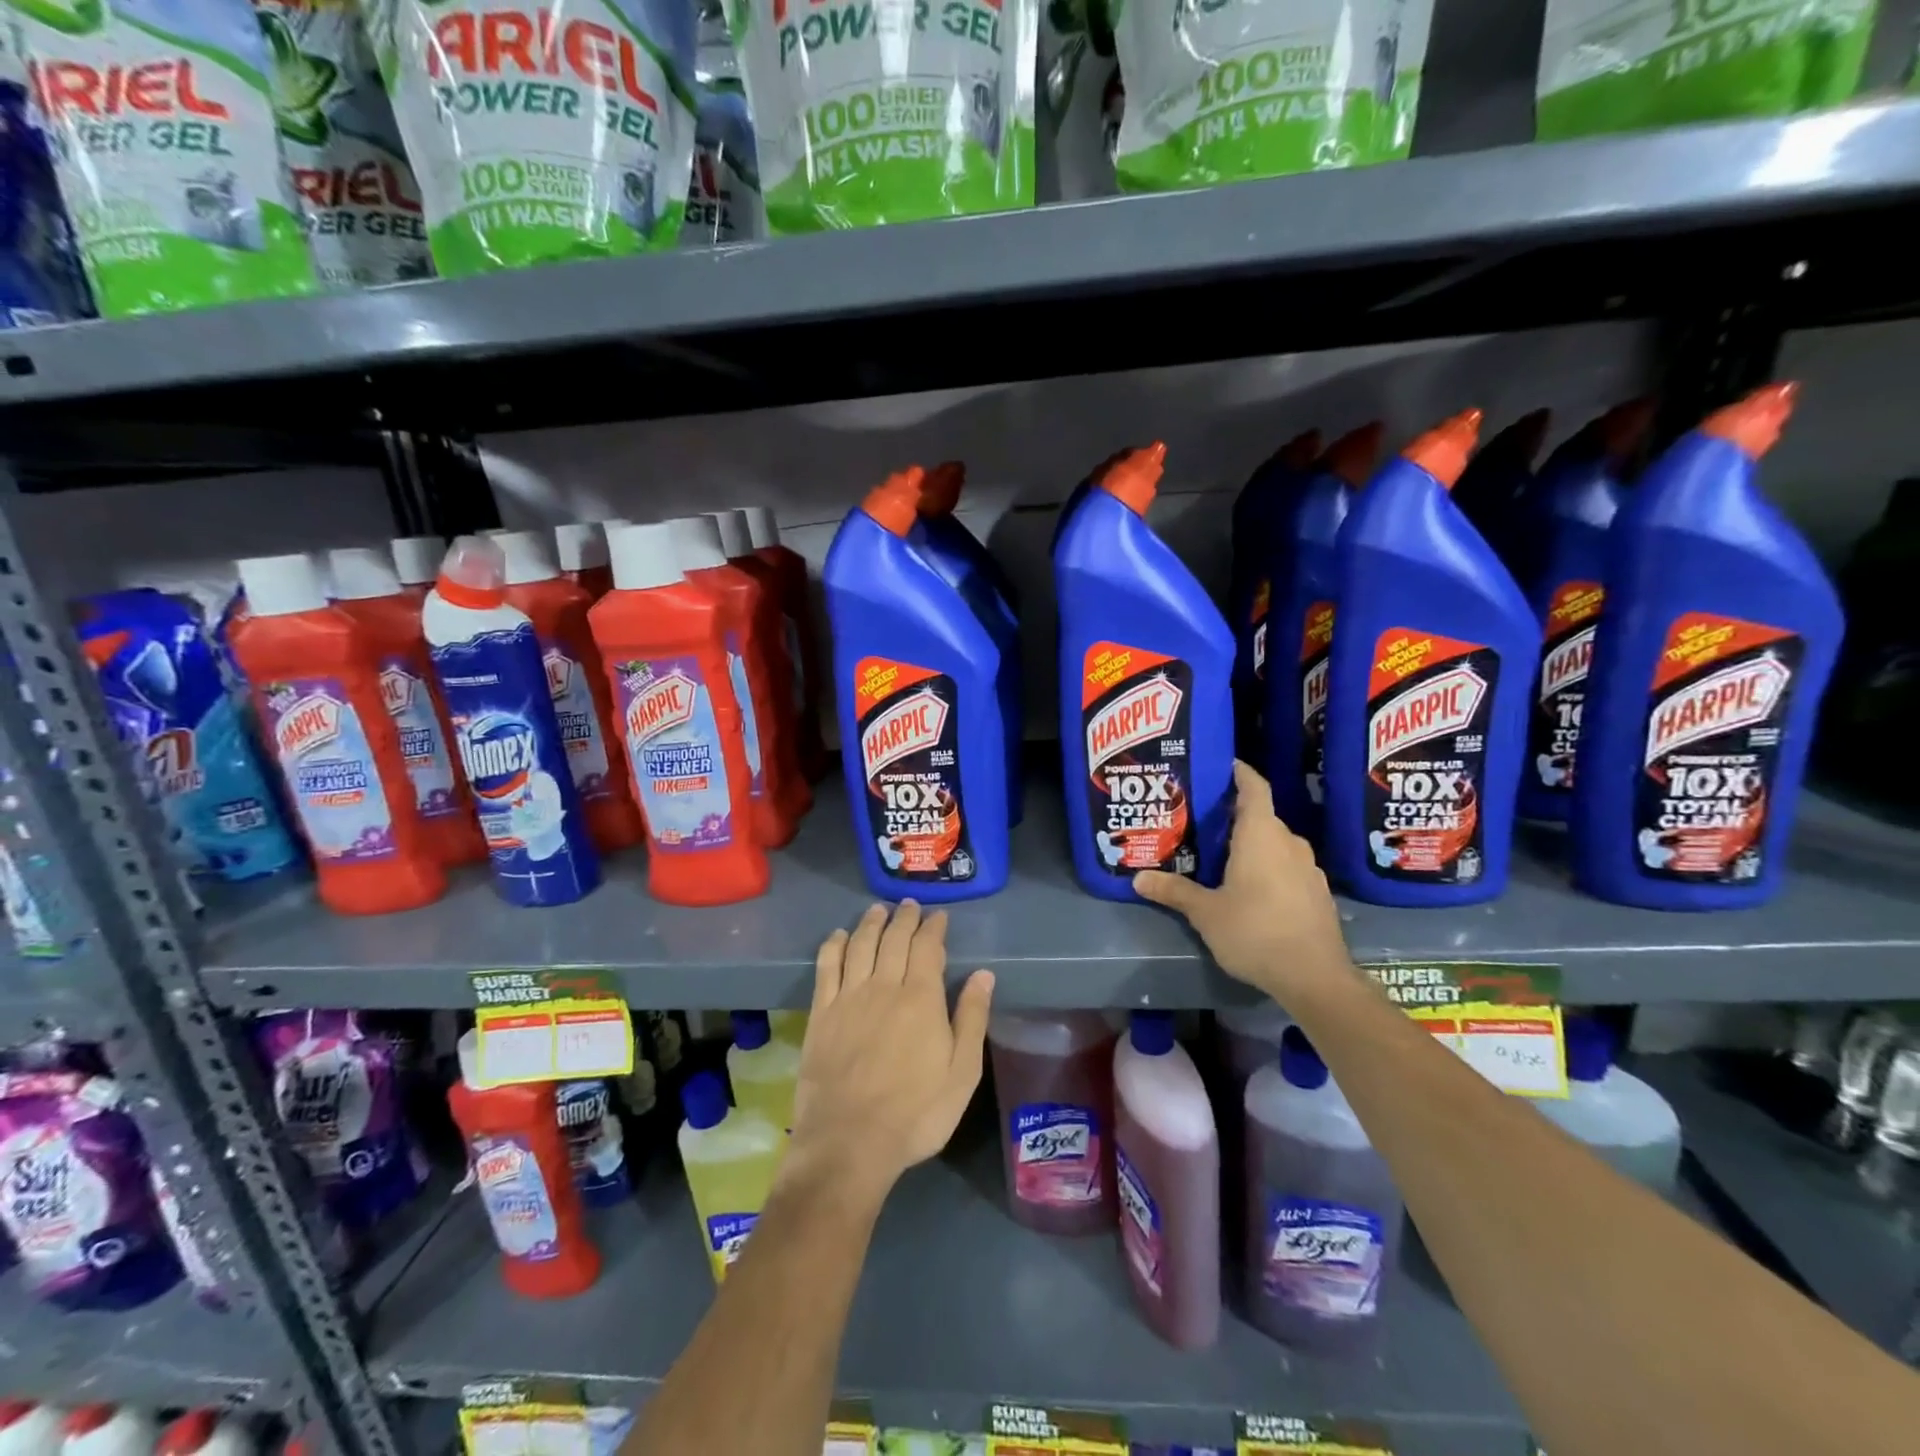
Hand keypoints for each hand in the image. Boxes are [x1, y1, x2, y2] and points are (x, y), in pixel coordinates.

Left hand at [786, 901, 993, 1199]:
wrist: (849, 1142)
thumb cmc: (916, 1113)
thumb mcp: (962, 1073)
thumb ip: (972, 1019)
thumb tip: (983, 974)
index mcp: (921, 998)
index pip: (928, 947)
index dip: (934, 928)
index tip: (939, 916)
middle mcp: (884, 986)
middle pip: (894, 939)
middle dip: (904, 918)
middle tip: (909, 905)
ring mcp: (848, 998)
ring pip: (860, 945)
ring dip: (871, 923)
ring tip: (879, 910)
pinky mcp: (821, 1014)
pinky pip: (827, 967)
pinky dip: (834, 945)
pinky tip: (838, 936)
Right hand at [1135, 760, 1353, 1002]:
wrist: (1314, 977)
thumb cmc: (1255, 931)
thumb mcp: (1205, 913)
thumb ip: (1174, 891)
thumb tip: (1137, 879)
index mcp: (1261, 835)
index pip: (1254, 788)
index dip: (1240, 773)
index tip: (1225, 765)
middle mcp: (1289, 843)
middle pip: (1262, 817)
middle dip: (1235, 816)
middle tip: (1204, 821)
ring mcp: (1309, 869)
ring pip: (1276, 844)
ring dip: (1253, 844)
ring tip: (1223, 855)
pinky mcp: (1318, 893)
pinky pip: (1288, 867)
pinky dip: (1269, 867)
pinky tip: (1252, 889)